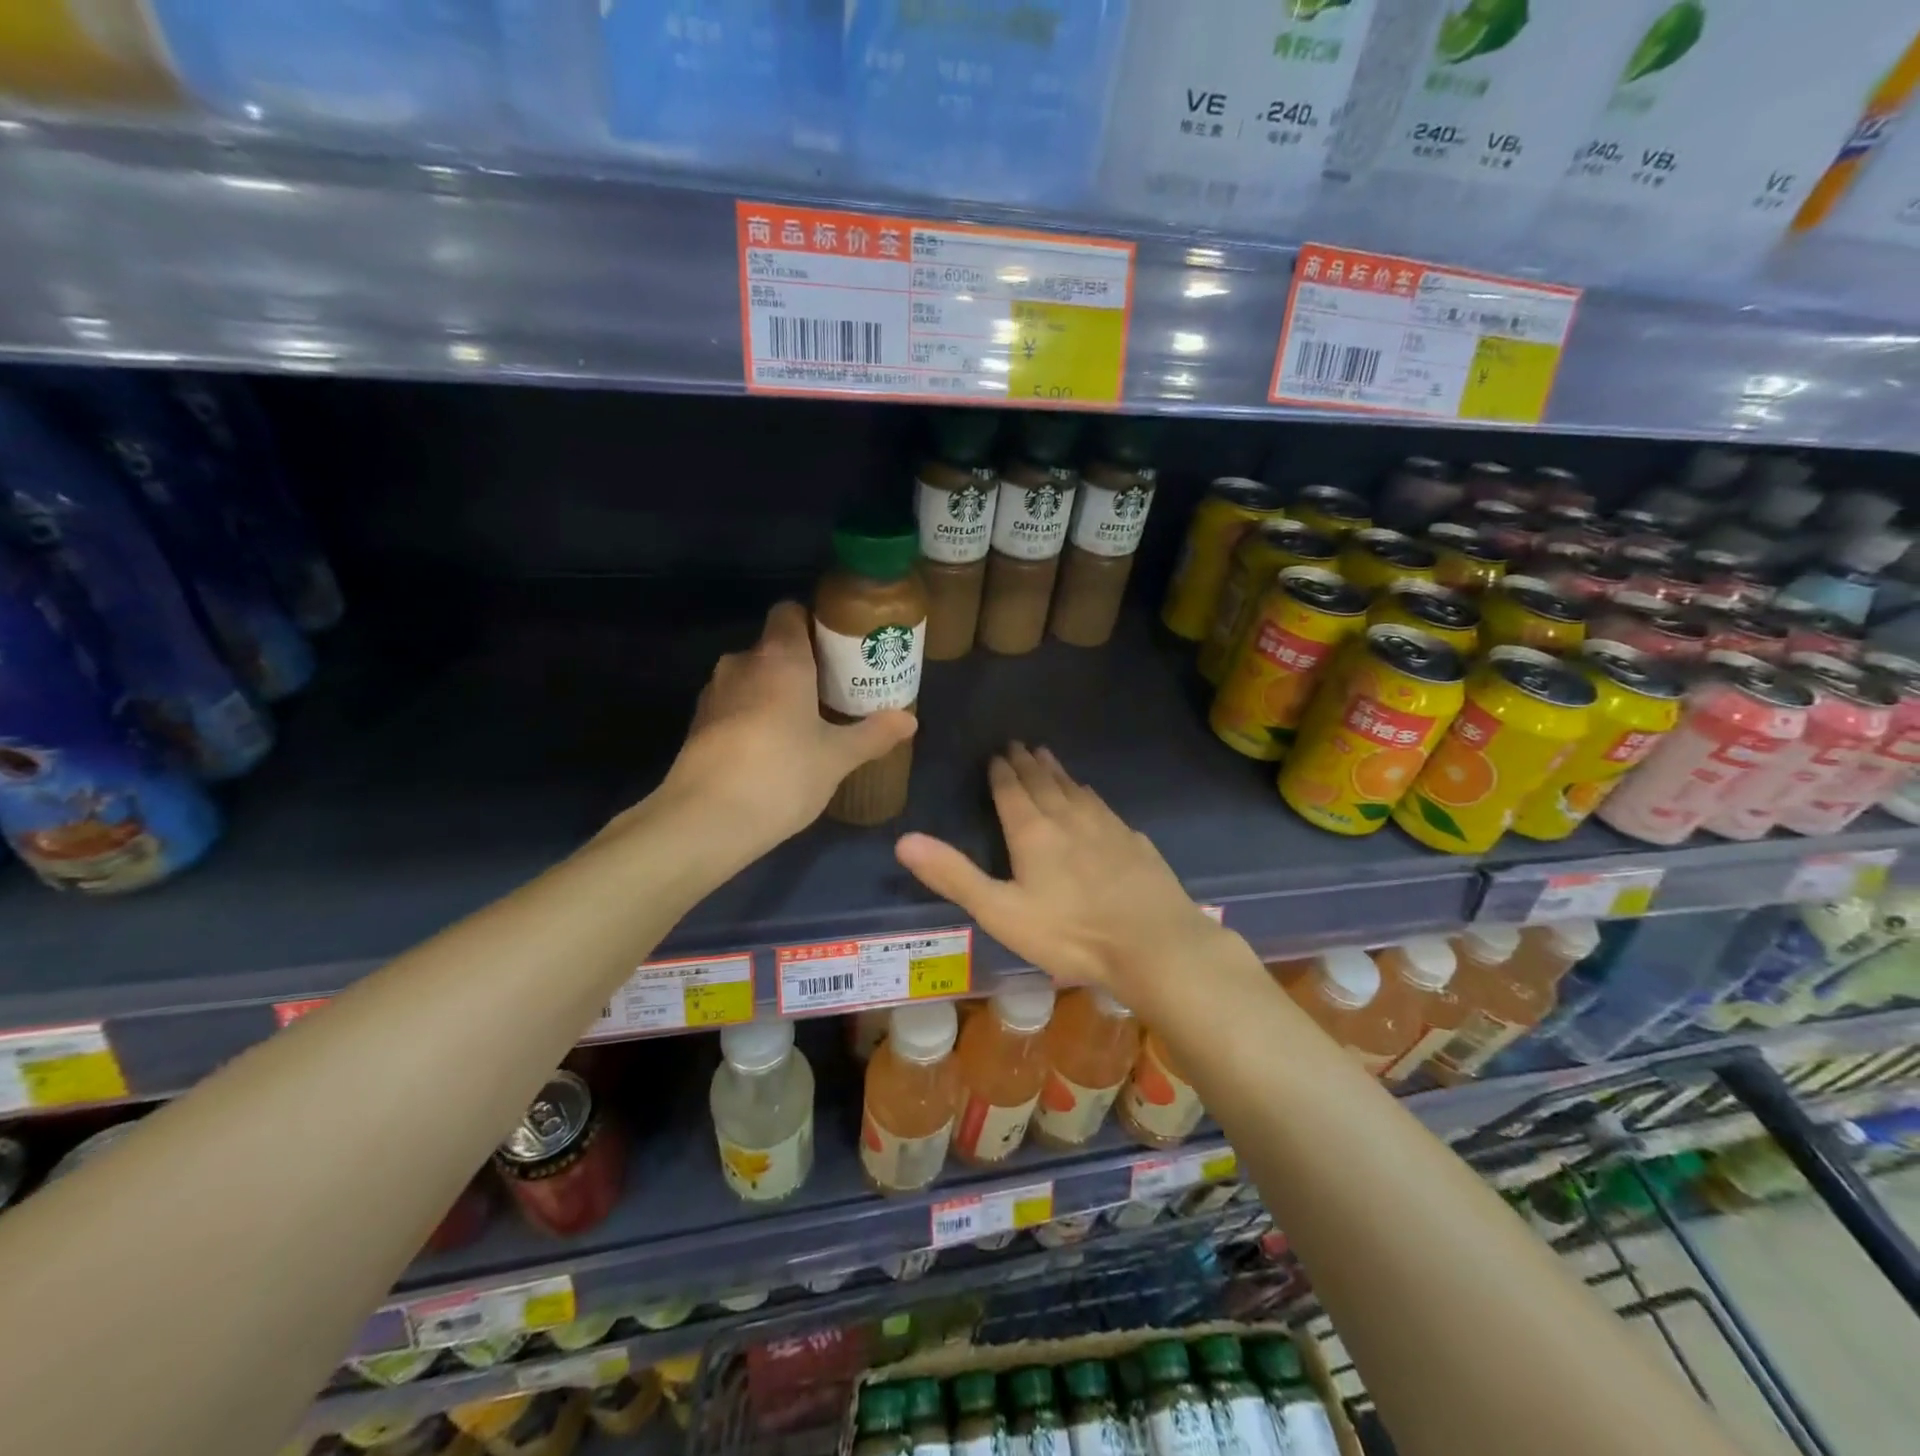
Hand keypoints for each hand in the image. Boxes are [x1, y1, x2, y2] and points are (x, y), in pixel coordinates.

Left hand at [653, 601, 915, 849]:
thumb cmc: (782, 774)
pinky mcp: (698, 725)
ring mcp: (714, 693)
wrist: (706, 820)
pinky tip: (773, 750)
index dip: (814, 624)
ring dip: (775, 694)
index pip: (790, 612)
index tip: (839, 650)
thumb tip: (909, 720)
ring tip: (805, 724)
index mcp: (779, 658)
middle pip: (774, 648)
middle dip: (802, 666)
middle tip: (834, 693)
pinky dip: (753, 717)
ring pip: (752, 679)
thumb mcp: (837, 757)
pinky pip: (734, 706)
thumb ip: (873, 734)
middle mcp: (742, 663)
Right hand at [895, 744, 1224, 1001]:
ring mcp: (1107, 826)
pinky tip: (1091, 797)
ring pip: (1075, 789)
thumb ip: (954, 875)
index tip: (997, 753)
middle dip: (1027, 763)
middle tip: (1019, 744)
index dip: (1001, 772)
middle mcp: (1069, 818)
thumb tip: (904, 839)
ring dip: (1057, 771)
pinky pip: (1103, 806)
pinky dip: (1088, 794)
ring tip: (1047, 756)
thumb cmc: (1070, 933)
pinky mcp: (1134, 841)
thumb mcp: (1001, 912)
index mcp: (1033, 832)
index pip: (1011, 792)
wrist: (1154, 944)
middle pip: (1043, 782)